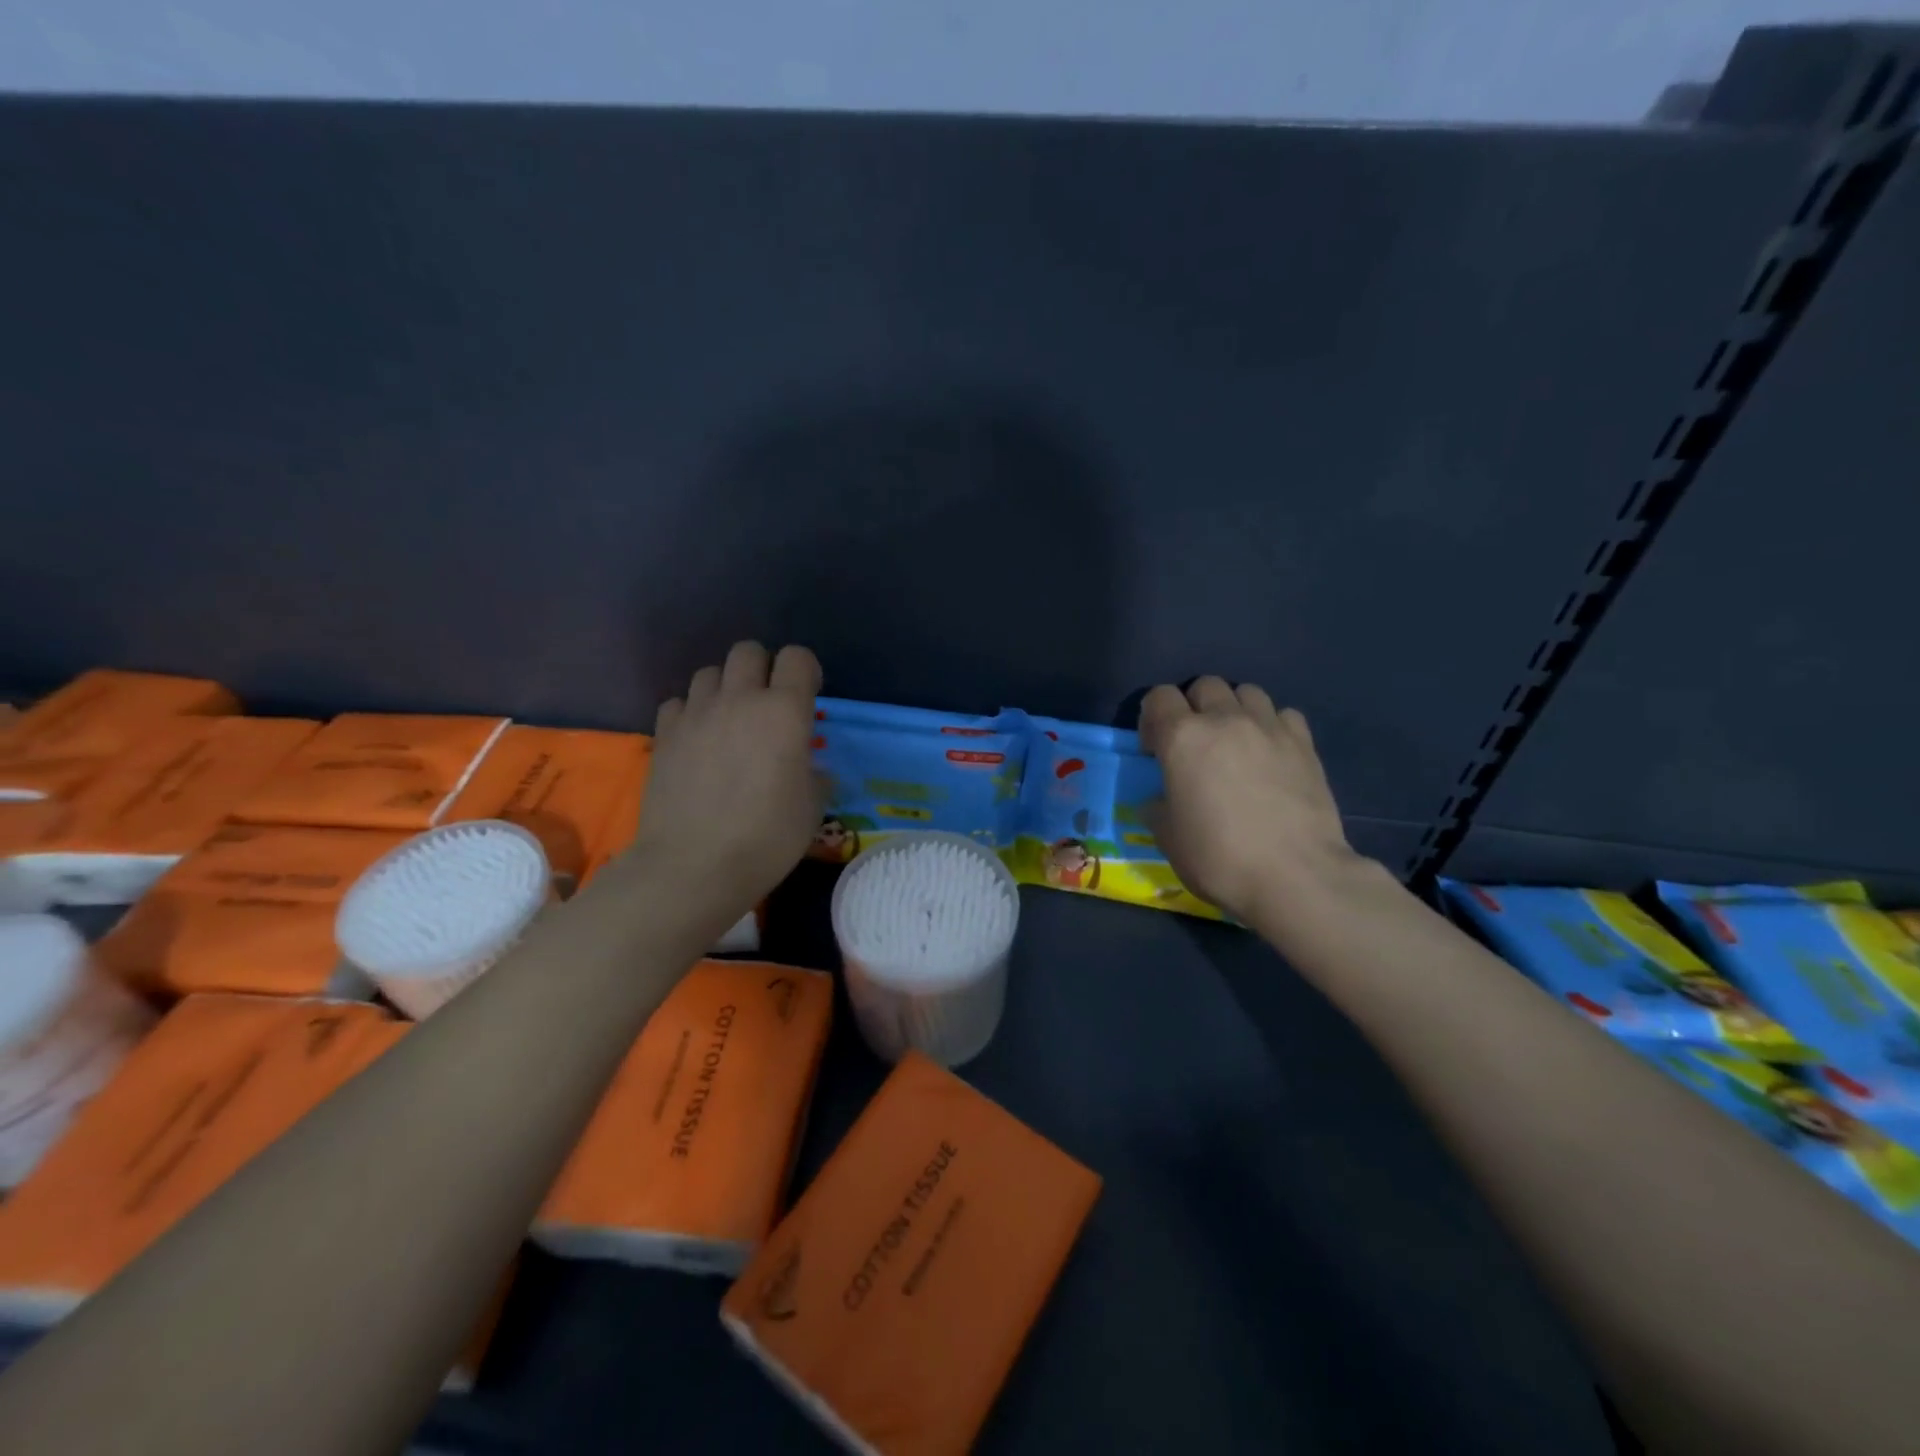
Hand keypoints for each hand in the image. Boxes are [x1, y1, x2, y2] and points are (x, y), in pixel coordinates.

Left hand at [630, 642, 823, 922]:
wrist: (694, 866)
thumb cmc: (767, 838)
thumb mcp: (812, 809)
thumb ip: (815, 775)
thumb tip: (809, 769)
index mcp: (784, 711)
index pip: (797, 658)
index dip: (806, 670)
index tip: (809, 694)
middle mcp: (739, 700)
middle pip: (748, 651)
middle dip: (763, 668)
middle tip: (768, 704)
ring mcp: (696, 714)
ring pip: (709, 672)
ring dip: (725, 687)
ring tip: (730, 720)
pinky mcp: (664, 734)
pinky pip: (679, 702)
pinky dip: (691, 712)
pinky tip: (698, 739)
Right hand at [1139, 677, 1358, 926]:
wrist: (1296, 876)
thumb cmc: (1219, 857)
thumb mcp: (1169, 838)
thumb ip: (1158, 808)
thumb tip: (1160, 801)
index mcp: (1183, 738)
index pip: (1158, 697)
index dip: (1152, 718)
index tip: (1154, 749)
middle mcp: (1225, 720)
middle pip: (1205, 686)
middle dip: (1194, 706)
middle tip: (1194, 743)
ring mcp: (1269, 728)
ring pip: (1247, 692)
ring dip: (1234, 709)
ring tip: (1235, 741)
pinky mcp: (1305, 744)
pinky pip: (1284, 715)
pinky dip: (1272, 725)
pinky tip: (1271, 752)